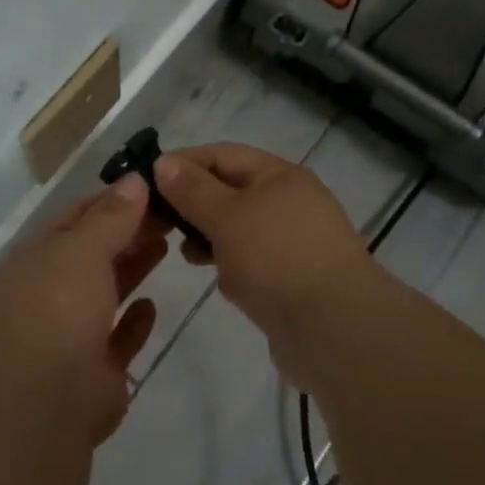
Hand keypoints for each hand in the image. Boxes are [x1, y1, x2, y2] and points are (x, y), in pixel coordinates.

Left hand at [0, 173, 168, 443]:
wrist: (40, 403)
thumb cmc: (56, 307)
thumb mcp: (82, 247)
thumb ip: (111, 216)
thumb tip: (134, 180)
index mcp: (35, 259)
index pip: (75, 218)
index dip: (111, 200)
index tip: (150, 185)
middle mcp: (48, 294)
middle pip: (92, 254)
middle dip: (127, 232)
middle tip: (170, 213)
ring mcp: (68, 336)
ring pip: (105, 293)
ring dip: (132, 269)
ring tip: (167, 244)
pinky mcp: (93, 375)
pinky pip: (116, 340)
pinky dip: (133, 322)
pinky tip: (152, 305)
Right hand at [154, 143, 381, 379]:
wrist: (337, 330)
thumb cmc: (277, 259)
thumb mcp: (226, 217)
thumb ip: (192, 190)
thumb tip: (164, 162)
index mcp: (279, 176)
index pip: (222, 154)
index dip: (184, 163)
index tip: (146, 181)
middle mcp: (290, 202)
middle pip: (230, 191)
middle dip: (194, 204)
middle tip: (158, 221)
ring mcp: (295, 242)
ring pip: (240, 229)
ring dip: (211, 237)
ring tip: (185, 253)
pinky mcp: (294, 279)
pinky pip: (253, 261)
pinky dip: (233, 265)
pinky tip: (220, 281)